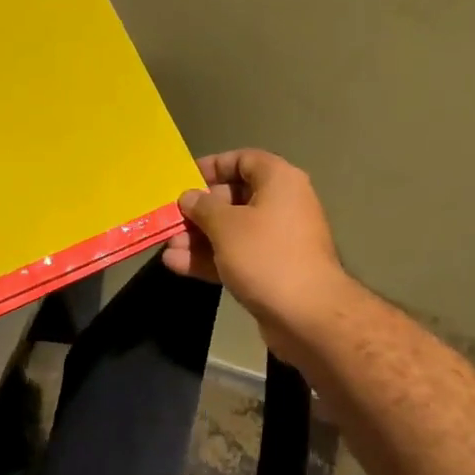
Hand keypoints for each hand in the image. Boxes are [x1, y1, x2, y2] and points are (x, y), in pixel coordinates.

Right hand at [162, 149, 352, 358]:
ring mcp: (277, 240)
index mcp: (279, 181)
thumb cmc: (266, 256)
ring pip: (231, 231)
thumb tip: (189, 197)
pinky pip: (236, 256)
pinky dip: (209, 259)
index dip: (212, 166)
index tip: (184, 179)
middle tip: (170, 219)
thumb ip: (202, 207)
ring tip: (168, 246)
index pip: (243, 160)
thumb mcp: (226, 226)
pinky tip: (176, 265)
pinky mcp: (271, 270)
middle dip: (198, 210)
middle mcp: (282, 205)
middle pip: (233, 197)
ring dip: (198, 238)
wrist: (306, 314)